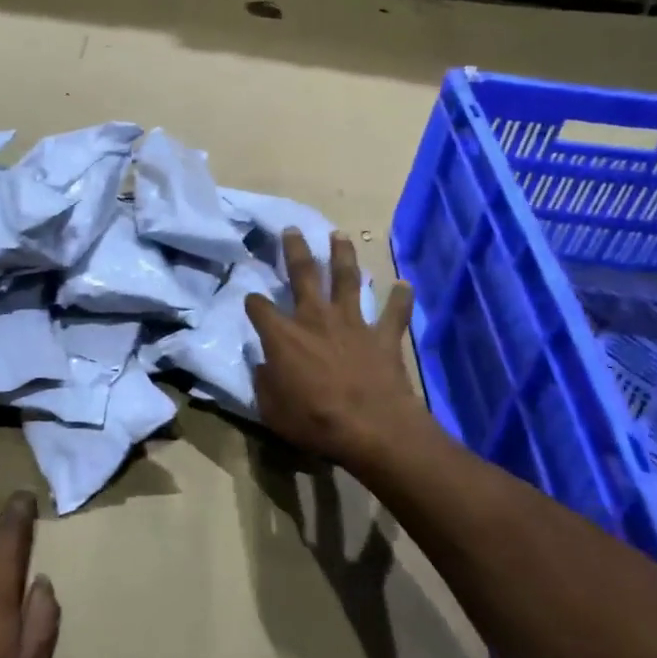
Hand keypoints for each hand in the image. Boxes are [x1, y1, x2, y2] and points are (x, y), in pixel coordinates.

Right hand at [245, 228, 427, 475]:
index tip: (251, 300)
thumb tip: (263, 366)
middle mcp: (315, 318)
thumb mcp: (271, 409)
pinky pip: (395, 312)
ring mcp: (353, 323)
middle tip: (292, 229)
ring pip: (347, 279)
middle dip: (295, 250)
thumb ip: (265, 382)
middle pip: (303, 274)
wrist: (372, 428)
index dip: (252, 302)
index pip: (259, 308)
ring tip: (340, 235)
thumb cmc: (314, 421)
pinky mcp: (383, 336)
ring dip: (343, 255)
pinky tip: (405, 283)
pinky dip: (401, 297)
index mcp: (283, 336)